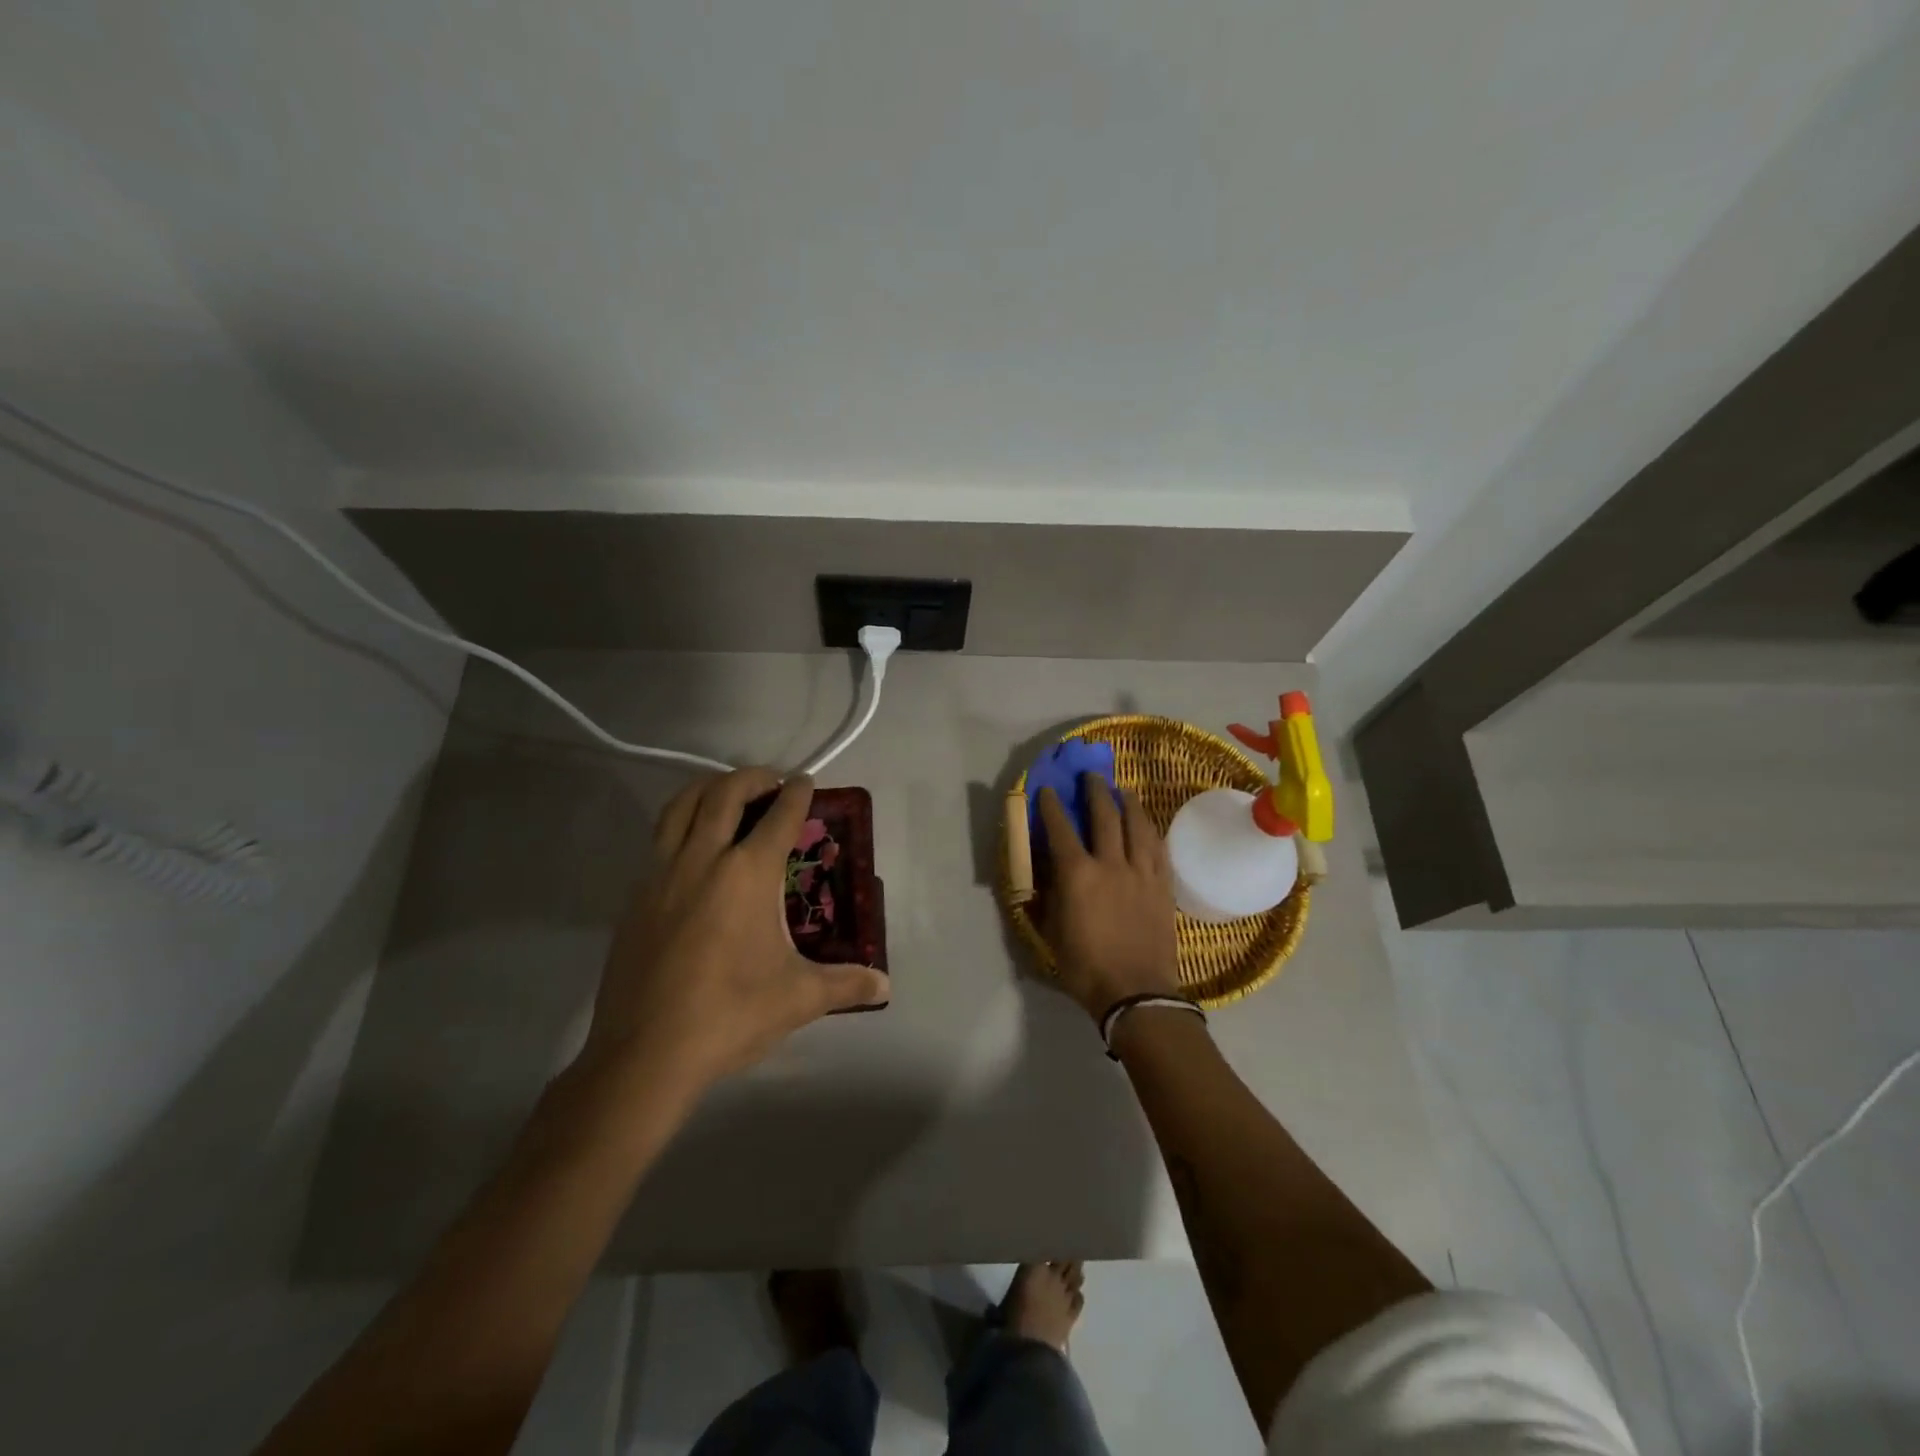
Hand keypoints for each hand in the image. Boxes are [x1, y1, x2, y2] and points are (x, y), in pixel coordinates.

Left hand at [585, 768, 888, 1088]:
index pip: (779, 817)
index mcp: (748, 874)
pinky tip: (694, 850)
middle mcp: (703, 859)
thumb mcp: (798, 999)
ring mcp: (661, 875)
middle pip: (724, 793)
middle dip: (752, 777)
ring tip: (727, 794)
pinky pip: (659, 840)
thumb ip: (845, 984)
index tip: (806, 780)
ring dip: (708, 788)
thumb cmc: (730, 1015)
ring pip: (680, 806)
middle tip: (771, 781)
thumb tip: (885, 986)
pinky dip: (681, 824)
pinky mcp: (635, 898)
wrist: (645, 1054)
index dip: (798, 794)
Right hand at [1036, 776, 1181, 1019]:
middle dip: (1096, 792)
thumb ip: (1046, 898)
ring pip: (1138, 826)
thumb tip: (1041, 875)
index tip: (1048, 789)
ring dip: (1128, 803)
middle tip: (1092, 777)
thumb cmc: (1086, 967)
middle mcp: (1111, 864)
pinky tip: (1147, 824)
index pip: (1061, 829)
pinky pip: (1158, 849)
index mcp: (1078, 875)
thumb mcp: (1052, 933)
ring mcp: (1142, 873)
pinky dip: (1151, 830)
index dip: (1053, 806)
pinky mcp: (1163, 886)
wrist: (1136, 993)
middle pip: (1105, 816)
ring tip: (1123, 790)